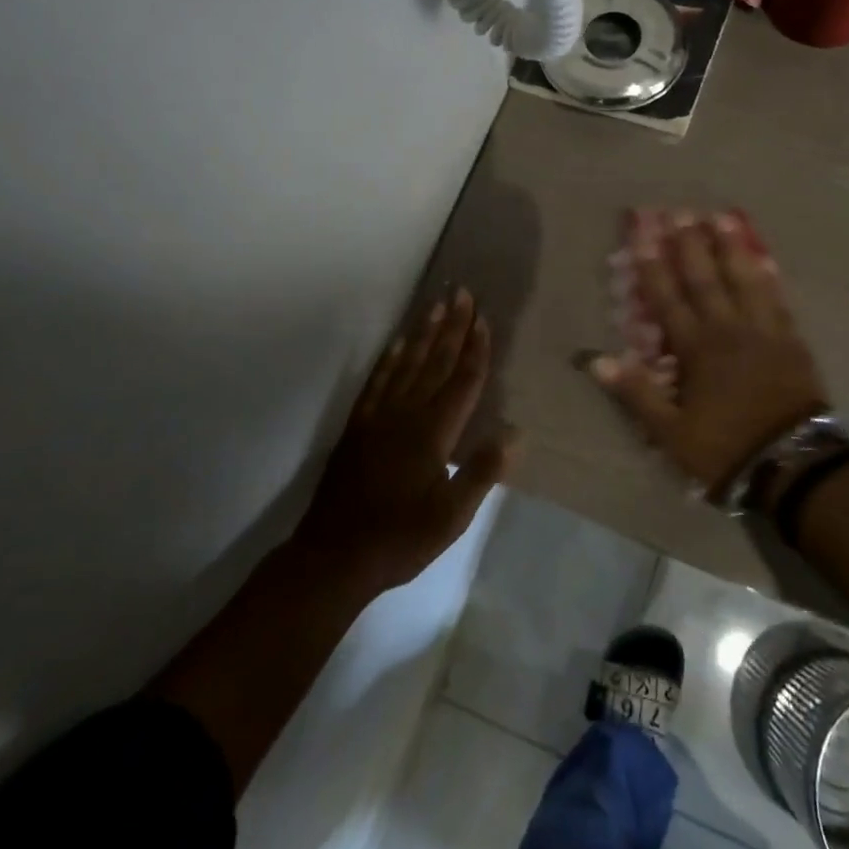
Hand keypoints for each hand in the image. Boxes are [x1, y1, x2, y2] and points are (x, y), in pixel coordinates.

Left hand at [296, 288, 515, 595]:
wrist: (335, 556)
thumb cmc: (401, 537)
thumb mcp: (452, 516)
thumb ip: (482, 472)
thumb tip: (514, 433)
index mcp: (434, 433)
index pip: (461, 382)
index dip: (475, 350)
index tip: (483, 319)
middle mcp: (407, 414)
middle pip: (435, 362)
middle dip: (452, 327)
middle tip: (463, 293)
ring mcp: (379, 417)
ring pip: (406, 364)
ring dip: (423, 333)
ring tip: (436, 305)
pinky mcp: (358, 427)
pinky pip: (376, 382)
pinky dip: (388, 359)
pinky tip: (396, 344)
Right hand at [590, 212, 827, 498]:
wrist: (792, 464)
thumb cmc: (725, 447)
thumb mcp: (670, 431)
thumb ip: (636, 392)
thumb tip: (597, 360)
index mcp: (696, 349)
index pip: (667, 299)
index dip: (653, 266)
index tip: (643, 235)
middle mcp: (727, 330)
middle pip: (705, 279)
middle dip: (689, 245)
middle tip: (681, 212)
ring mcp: (763, 331)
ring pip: (743, 280)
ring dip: (730, 248)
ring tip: (722, 219)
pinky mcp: (790, 340)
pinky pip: (776, 299)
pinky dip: (767, 277)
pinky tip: (764, 258)